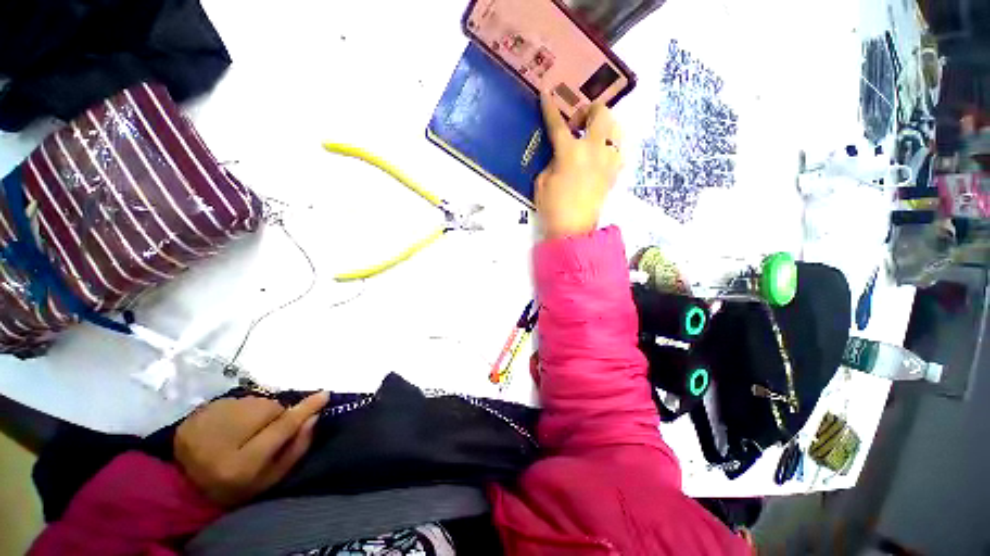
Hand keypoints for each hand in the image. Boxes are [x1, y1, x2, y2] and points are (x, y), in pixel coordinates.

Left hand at [174, 391, 328, 506]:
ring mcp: (205, 424)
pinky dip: (242, 408)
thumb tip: (315, 417)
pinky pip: (236, 399)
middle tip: (267, 430)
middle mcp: (221, 441)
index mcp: (241, 465)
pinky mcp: (196, 414)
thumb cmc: (238, 486)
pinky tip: (230, 425)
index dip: (304, 410)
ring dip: (260, 410)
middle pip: (269, 409)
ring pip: (254, 401)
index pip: (281, 428)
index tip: (324, 395)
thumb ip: (296, 448)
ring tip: (246, 429)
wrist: (188, 486)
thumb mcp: (272, 477)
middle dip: (277, 414)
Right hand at [536, 94, 622, 239]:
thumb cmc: (552, 207)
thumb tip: (560, 152)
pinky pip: (618, 151)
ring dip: (603, 127)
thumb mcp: (542, 181)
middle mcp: (593, 150)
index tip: (546, 94)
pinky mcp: (614, 173)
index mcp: (569, 152)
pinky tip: (600, 156)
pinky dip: (610, 147)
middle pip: (601, 113)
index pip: (558, 124)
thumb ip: (551, 160)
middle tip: (577, 125)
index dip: (550, 108)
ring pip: (616, 129)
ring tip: (592, 138)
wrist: (573, 229)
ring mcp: (607, 161)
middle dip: (589, 111)